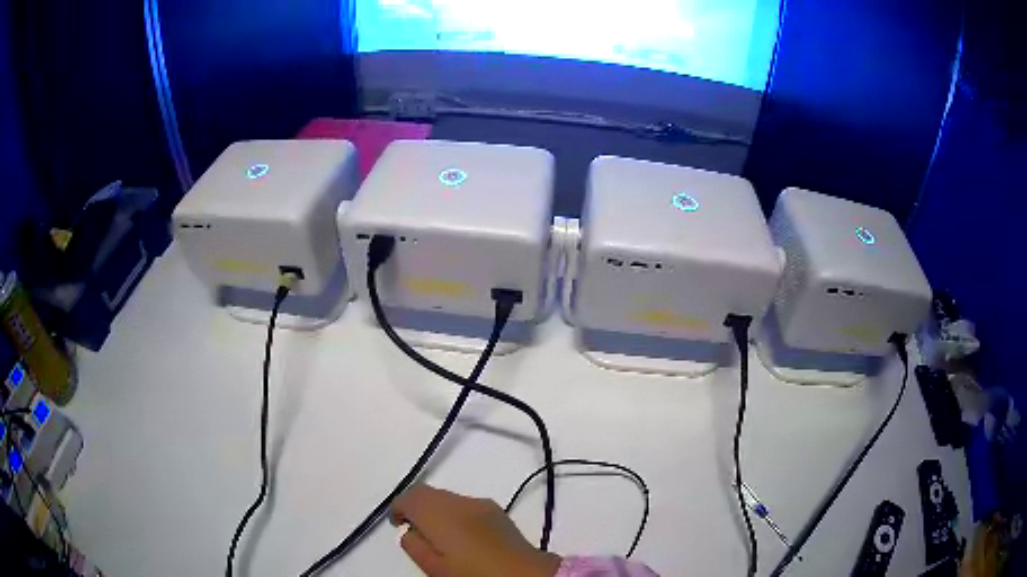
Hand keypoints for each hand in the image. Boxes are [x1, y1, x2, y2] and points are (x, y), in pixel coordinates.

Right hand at [390, 484, 560, 576]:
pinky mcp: (499, 511)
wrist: (525, 575)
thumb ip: (414, 545)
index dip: (398, 507)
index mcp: (441, 512)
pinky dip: (456, 515)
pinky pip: (467, 506)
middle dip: (418, 508)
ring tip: (441, 539)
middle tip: (417, 534)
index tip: (398, 525)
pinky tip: (463, 538)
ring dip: (438, 511)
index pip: (411, 495)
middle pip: (430, 493)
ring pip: (449, 499)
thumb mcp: (433, 567)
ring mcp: (483, 504)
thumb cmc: (473, 574)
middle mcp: (461, 501)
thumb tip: (409, 530)